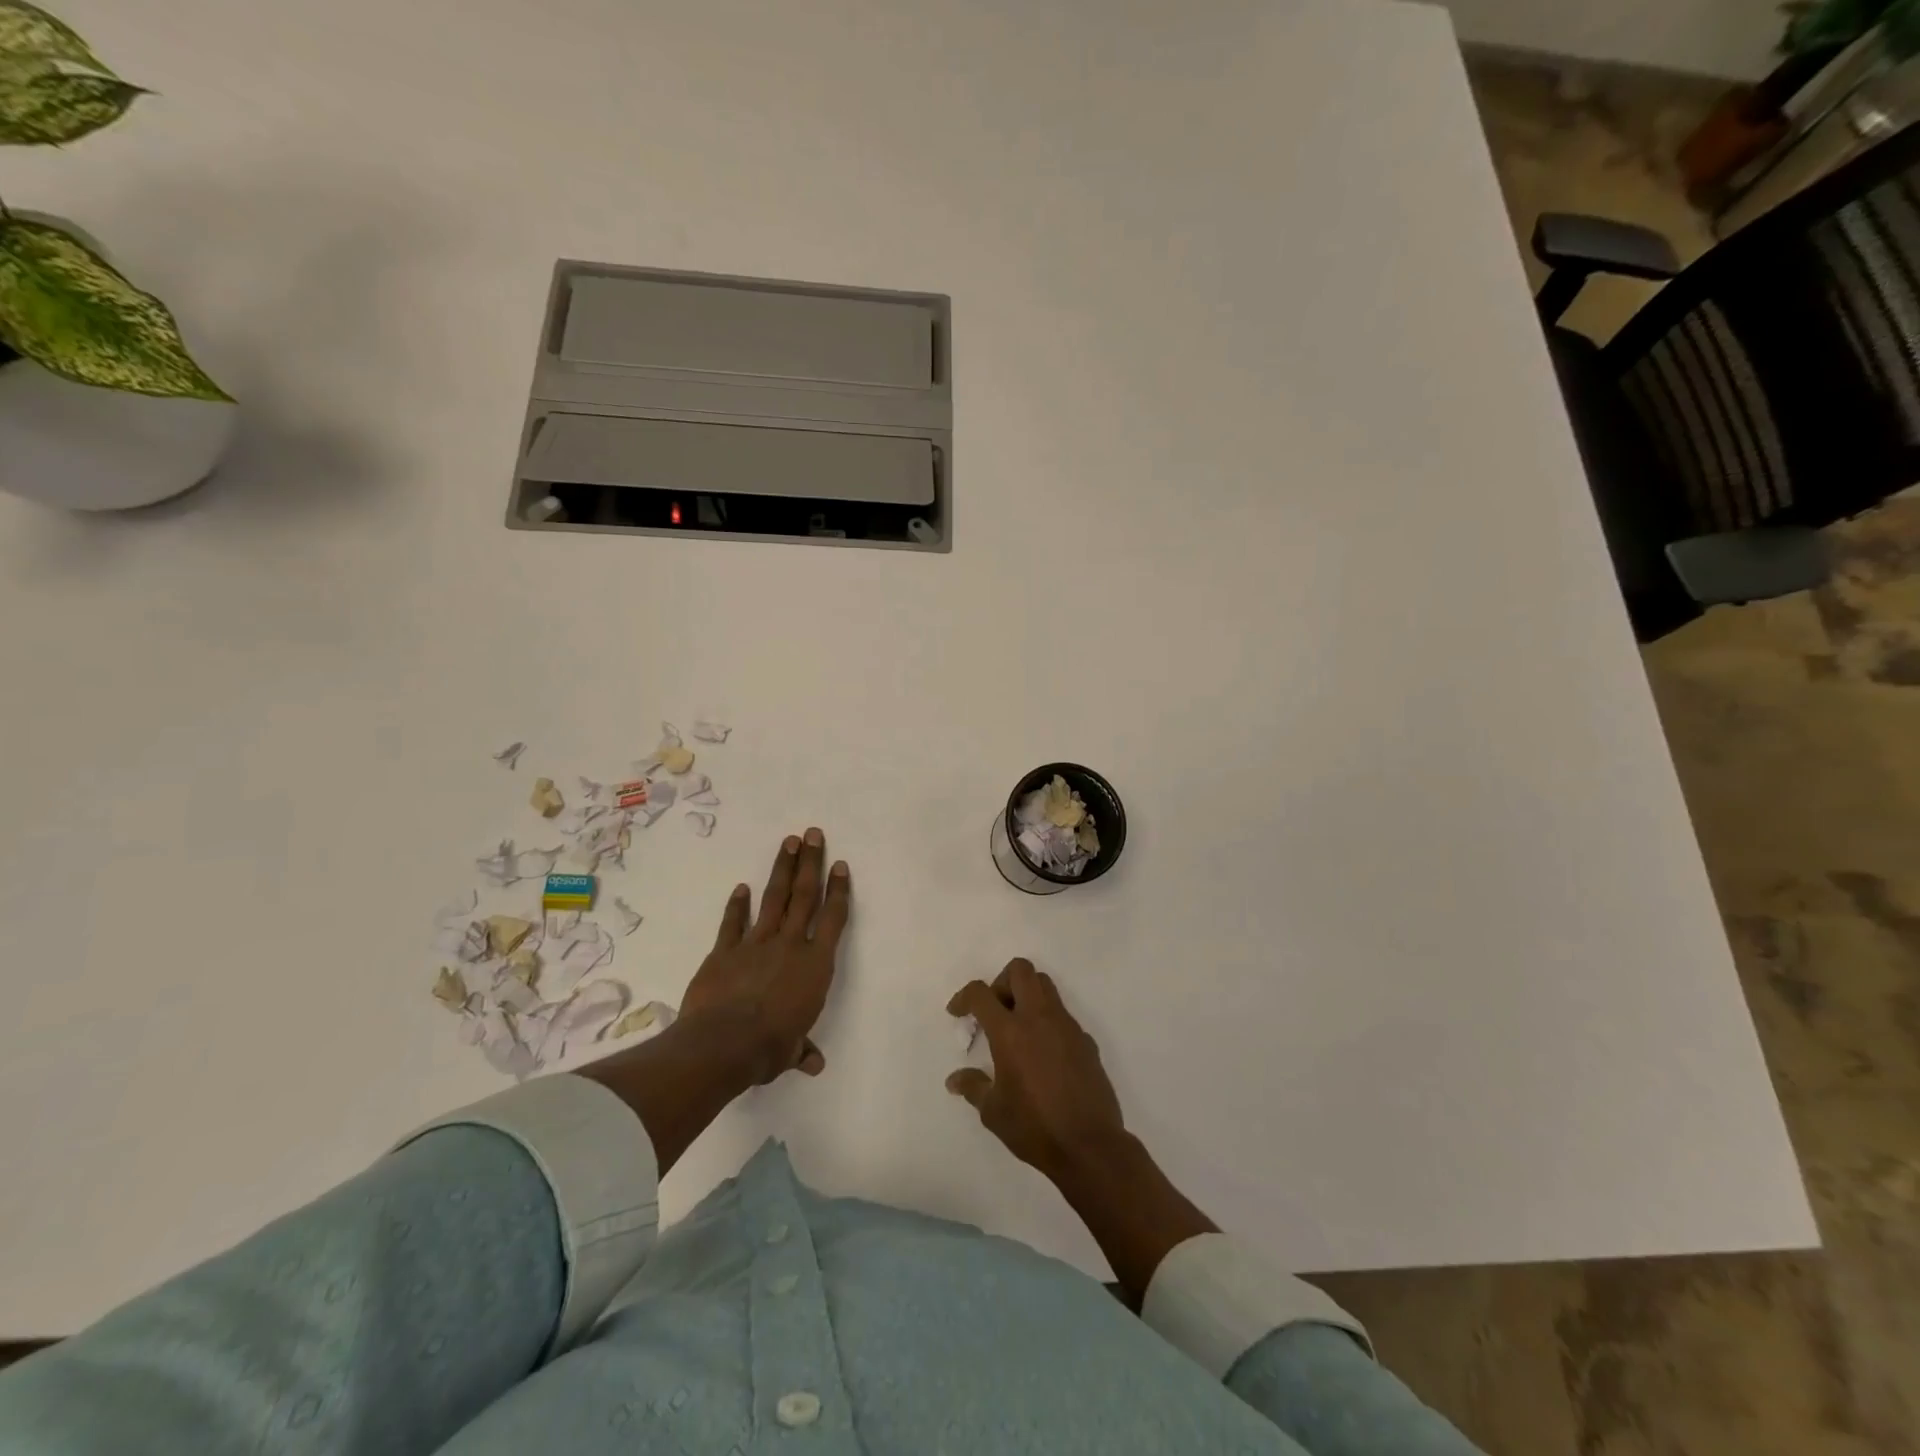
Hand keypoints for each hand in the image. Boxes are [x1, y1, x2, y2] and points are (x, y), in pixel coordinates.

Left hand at [681, 828, 849, 1084]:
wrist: (723, 1044)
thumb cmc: (769, 1047)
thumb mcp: (791, 1051)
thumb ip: (802, 1049)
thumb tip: (814, 1064)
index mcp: (815, 965)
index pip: (833, 919)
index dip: (838, 890)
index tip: (840, 865)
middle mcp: (790, 945)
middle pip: (804, 896)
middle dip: (810, 863)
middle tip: (813, 833)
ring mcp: (756, 943)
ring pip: (774, 899)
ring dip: (781, 869)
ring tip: (788, 842)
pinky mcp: (725, 950)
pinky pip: (733, 923)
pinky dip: (737, 905)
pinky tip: (741, 887)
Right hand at [946, 958, 1126, 1182]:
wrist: (1090, 1146)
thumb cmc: (1034, 1127)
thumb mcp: (993, 1112)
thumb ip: (973, 1087)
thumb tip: (955, 1080)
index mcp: (1010, 1032)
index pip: (981, 993)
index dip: (964, 997)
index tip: (958, 1013)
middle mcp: (1039, 1018)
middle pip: (1020, 970)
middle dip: (1001, 982)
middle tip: (994, 1010)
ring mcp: (1067, 1026)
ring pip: (1046, 986)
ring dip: (1027, 995)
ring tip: (1017, 1028)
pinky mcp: (1086, 1040)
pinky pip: (1063, 1015)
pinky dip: (1047, 1021)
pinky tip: (1043, 1055)